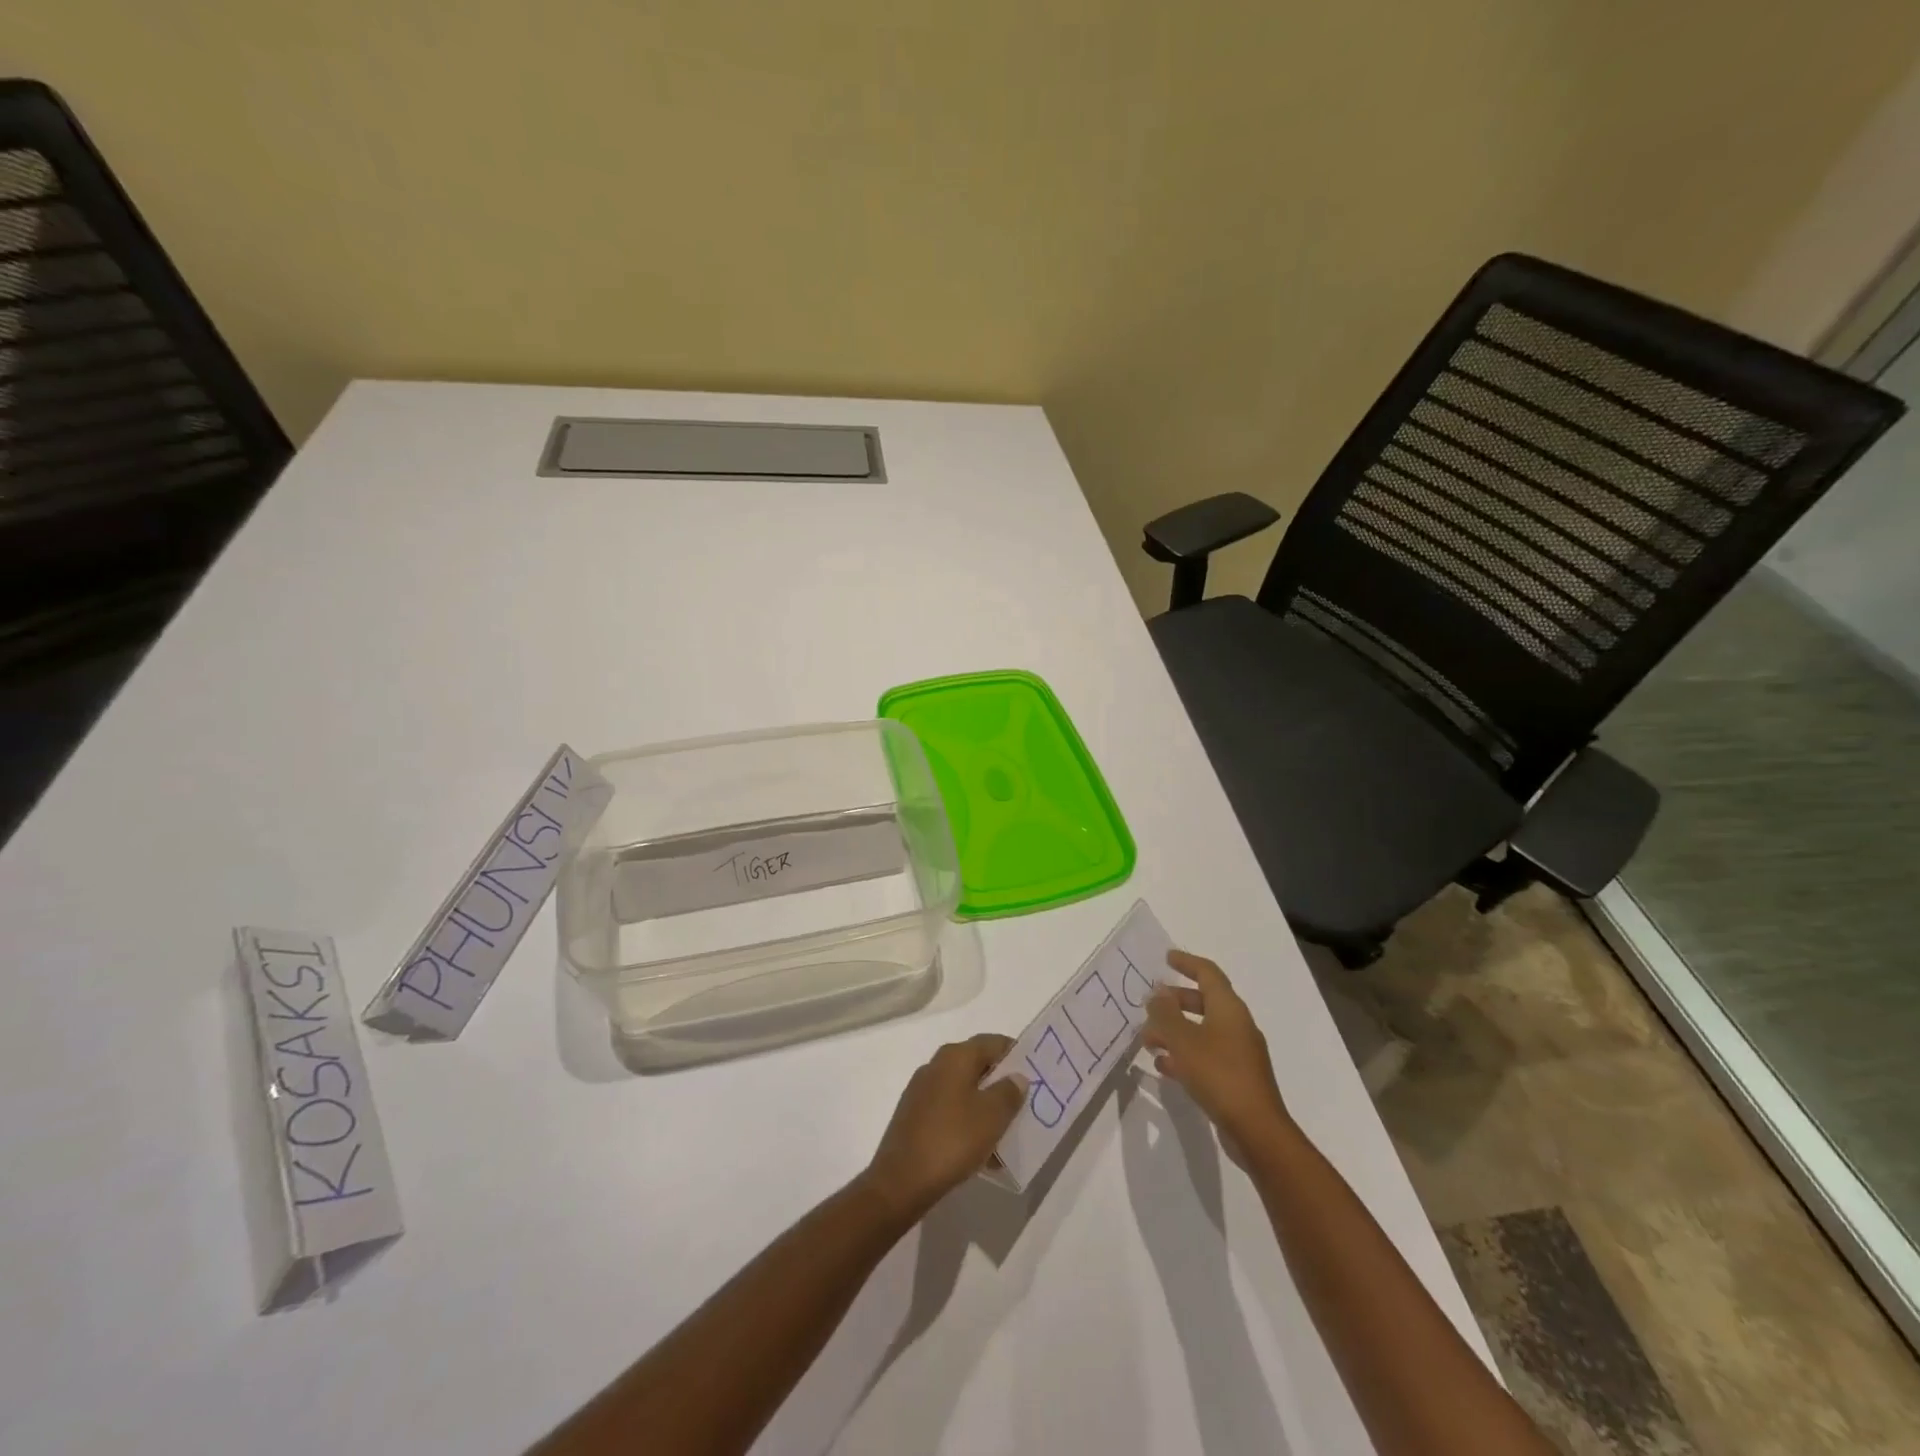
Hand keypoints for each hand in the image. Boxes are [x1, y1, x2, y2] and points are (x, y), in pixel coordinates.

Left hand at [863, 1033, 1025, 1219]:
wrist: (901, 1181)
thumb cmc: (952, 1139)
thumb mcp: (992, 1116)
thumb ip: (1009, 1092)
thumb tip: (1016, 1076)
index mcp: (955, 1057)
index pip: (992, 1042)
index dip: (1015, 1053)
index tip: (1034, 1072)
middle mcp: (936, 1066)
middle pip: (977, 1066)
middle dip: (1001, 1084)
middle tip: (1024, 1104)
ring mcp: (922, 1092)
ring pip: (964, 1092)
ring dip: (985, 1109)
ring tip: (1007, 1135)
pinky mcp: (914, 1117)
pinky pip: (950, 1113)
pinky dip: (968, 1125)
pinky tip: (982, 1154)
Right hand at [1143, 950, 1288, 1144]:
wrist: (1256, 1130)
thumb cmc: (1218, 1074)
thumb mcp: (1183, 1039)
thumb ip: (1166, 1013)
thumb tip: (1158, 993)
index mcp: (1229, 1008)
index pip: (1208, 973)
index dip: (1187, 963)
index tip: (1166, 958)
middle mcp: (1237, 1025)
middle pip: (1204, 1001)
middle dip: (1175, 1001)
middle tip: (1150, 1005)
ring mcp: (1239, 1053)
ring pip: (1202, 1030)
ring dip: (1175, 1031)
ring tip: (1148, 1040)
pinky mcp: (1236, 1078)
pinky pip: (1206, 1055)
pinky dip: (1184, 1054)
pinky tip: (1164, 1066)